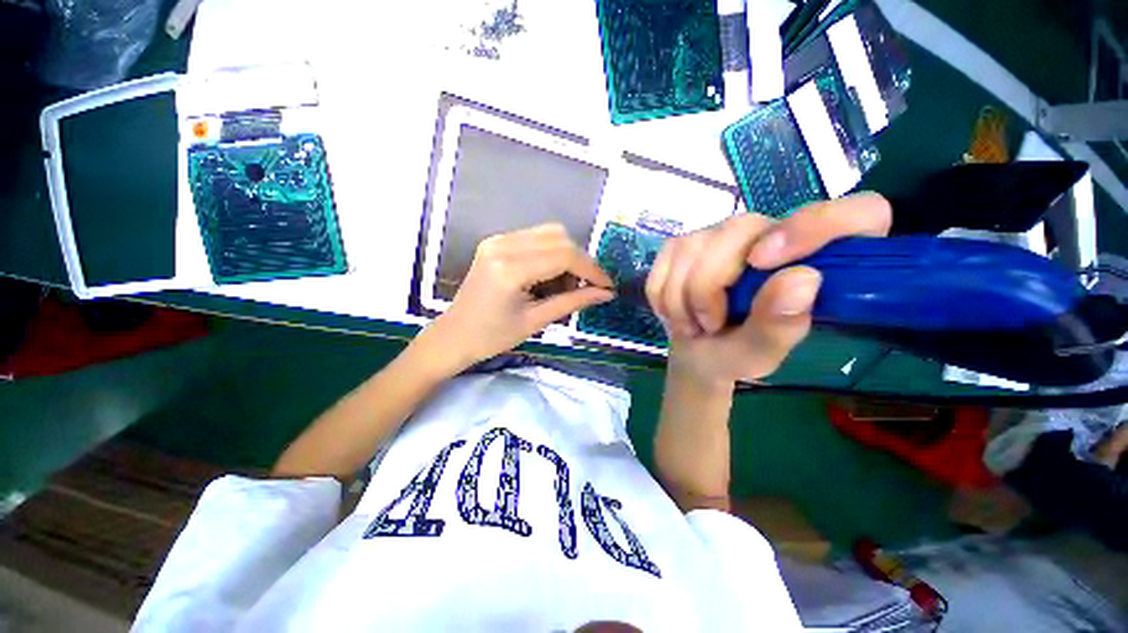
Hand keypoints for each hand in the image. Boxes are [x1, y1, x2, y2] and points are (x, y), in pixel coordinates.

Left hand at [421, 223, 613, 374]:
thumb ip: (573, 302)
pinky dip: (551, 253)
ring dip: (566, 255)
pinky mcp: (495, 242)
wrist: (454, 335)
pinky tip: (549, 276)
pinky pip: (534, 238)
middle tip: (586, 286)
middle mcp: (502, 245)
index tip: (607, 285)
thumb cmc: (493, 337)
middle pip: (559, 237)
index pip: (564, 255)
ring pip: (549, 233)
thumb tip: (606, 294)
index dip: (591, 269)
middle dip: (580, 261)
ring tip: (566, 284)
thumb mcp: (536, 321)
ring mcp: (497, 240)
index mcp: (510, 269)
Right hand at [647, 193, 891, 386]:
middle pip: (738, 230)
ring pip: (690, 248)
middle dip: (708, 287)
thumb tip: (802, 278)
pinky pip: (664, 262)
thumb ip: (781, 324)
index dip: (817, 225)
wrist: (696, 352)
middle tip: (710, 325)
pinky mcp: (682, 243)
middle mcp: (770, 231)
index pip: (858, 212)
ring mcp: (720, 232)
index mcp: (817, 257)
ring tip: (694, 323)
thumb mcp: (761, 354)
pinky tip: (676, 310)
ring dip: (681, 299)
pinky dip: (662, 295)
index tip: (763, 262)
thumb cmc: (738, 353)